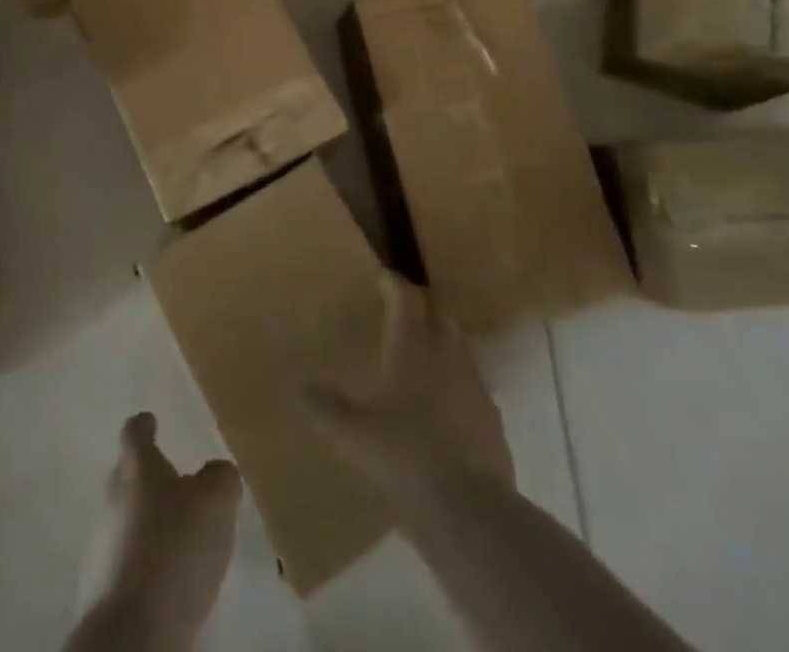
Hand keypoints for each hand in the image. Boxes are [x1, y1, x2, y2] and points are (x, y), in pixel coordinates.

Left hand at [74, 412, 240, 651]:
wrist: (131, 635)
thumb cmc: (174, 549)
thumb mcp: (215, 501)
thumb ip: (220, 477)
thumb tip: (216, 473)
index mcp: (136, 466)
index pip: (135, 431)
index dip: (145, 424)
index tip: (153, 421)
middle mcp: (112, 497)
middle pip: (129, 475)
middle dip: (151, 477)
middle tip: (180, 483)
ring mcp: (102, 544)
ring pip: (128, 519)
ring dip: (150, 522)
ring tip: (181, 535)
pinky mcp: (102, 589)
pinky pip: (128, 560)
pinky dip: (146, 561)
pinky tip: (170, 577)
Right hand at [303, 272, 513, 503]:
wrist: (469, 511)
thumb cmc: (405, 457)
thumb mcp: (352, 435)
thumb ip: (324, 408)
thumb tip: (297, 386)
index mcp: (412, 347)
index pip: (405, 298)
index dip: (393, 284)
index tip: (382, 278)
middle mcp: (446, 354)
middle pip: (438, 313)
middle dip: (421, 306)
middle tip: (403, 311)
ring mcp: (474, 385)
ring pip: (459, 345)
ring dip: (442, 340)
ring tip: (423, 352)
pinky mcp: (491, 418)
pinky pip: (472, 384)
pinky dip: (457, 381)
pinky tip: (445, 402)